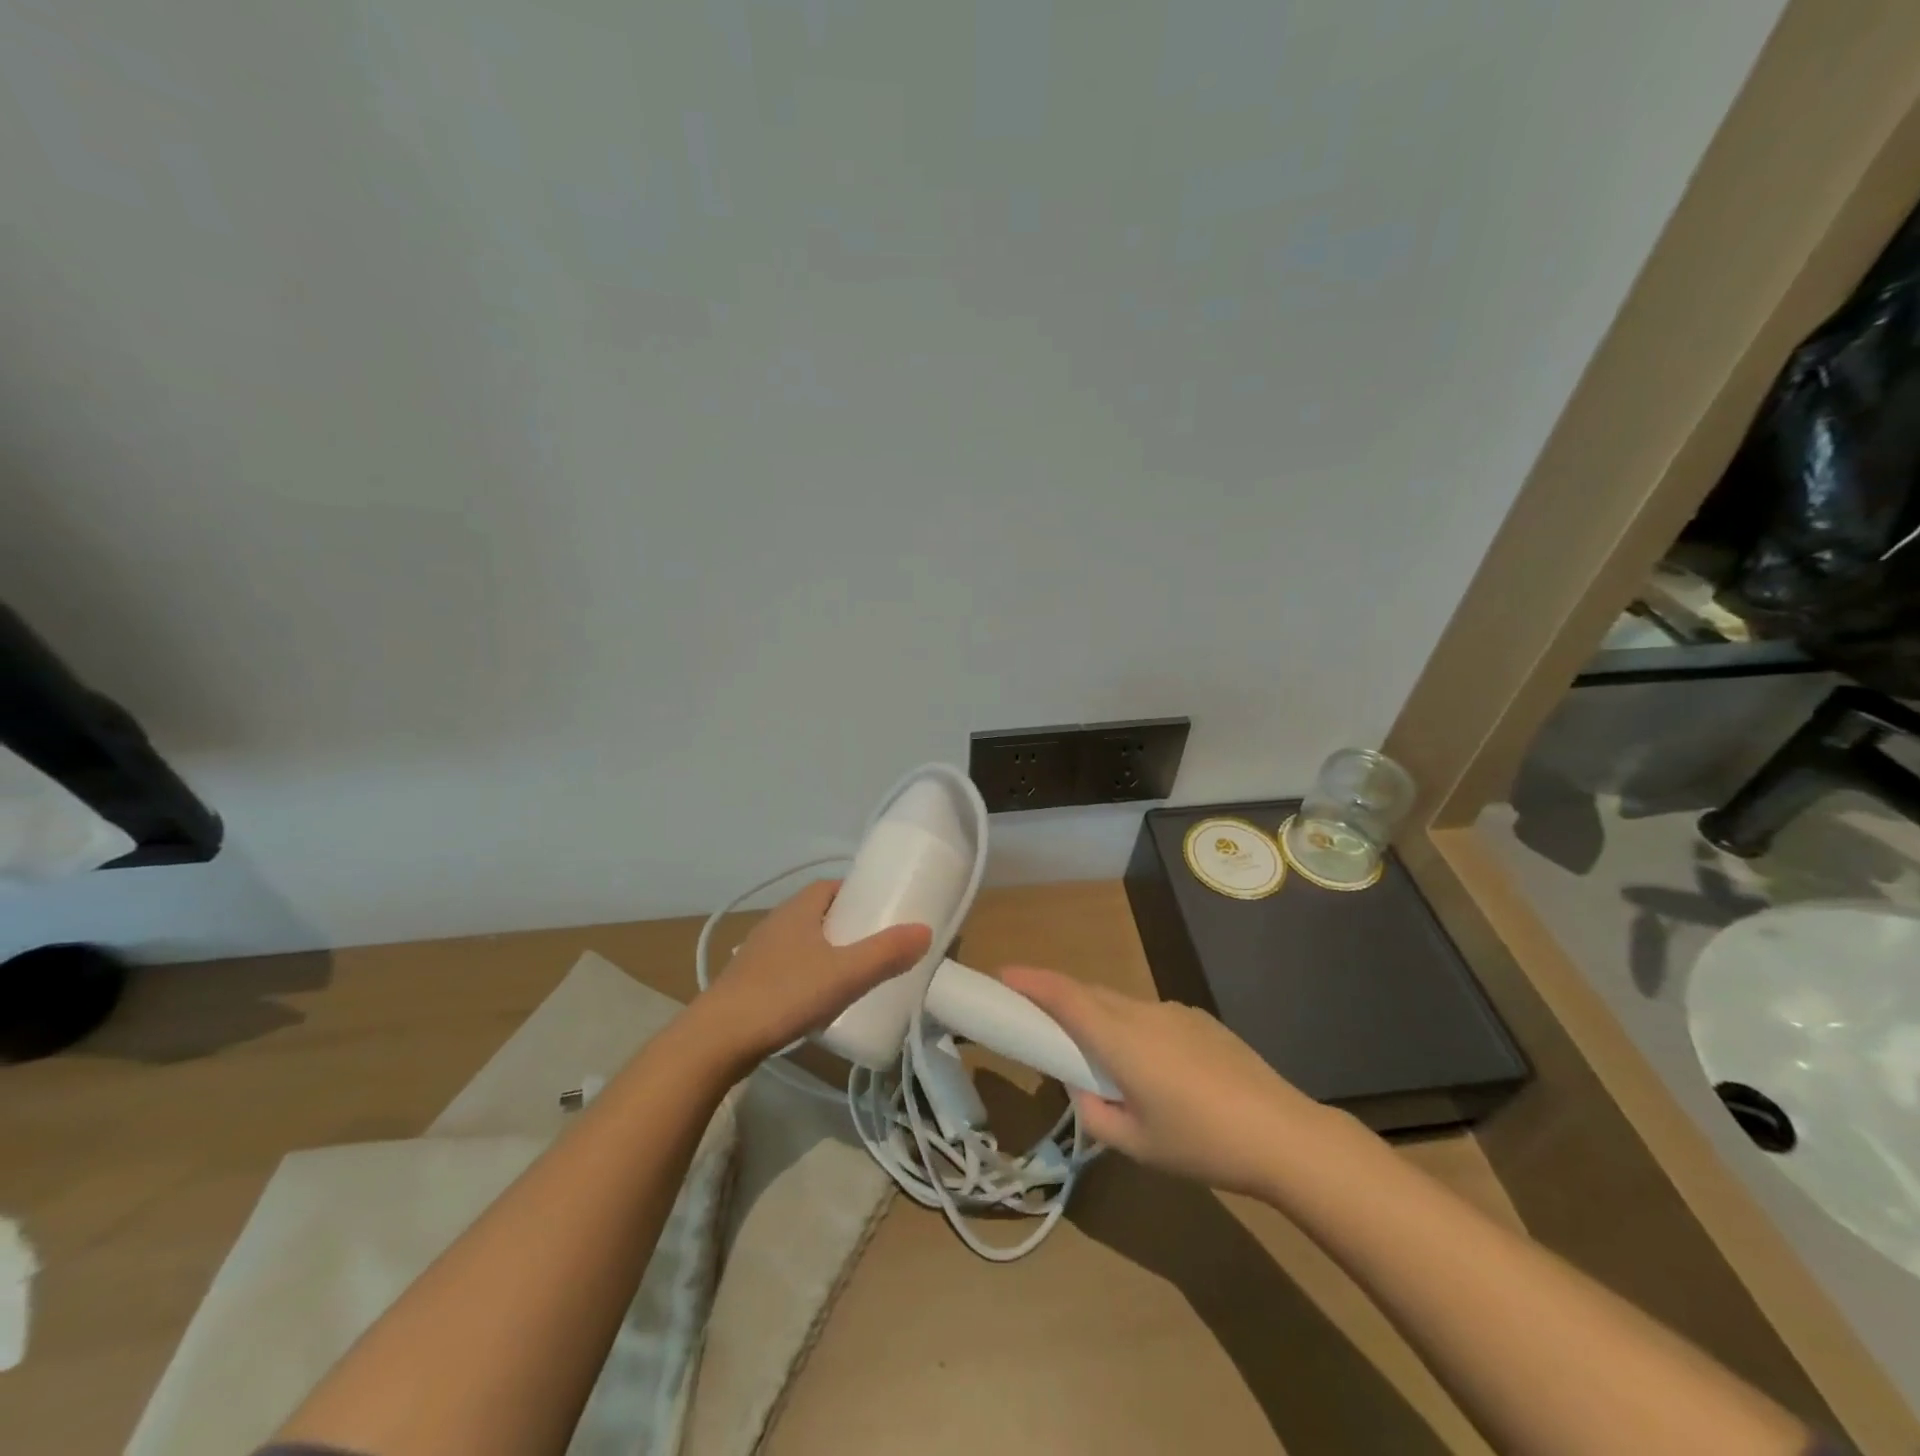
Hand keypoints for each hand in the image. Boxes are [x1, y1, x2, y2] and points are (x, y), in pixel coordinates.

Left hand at [695, 880, 932, 1066]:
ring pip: (802, 941)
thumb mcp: (845, 974)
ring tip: (853, 974)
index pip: (831, 887)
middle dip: (846, 925)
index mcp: (798, 910)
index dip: (857, 894)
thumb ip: (886, 953)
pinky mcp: (749, 982)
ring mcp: (758, 954)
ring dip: (826, 951)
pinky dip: (807, 974)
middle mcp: (776, 923)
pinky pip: (787, 967)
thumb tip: (925, 930)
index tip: (882, 911)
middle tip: (876, 945)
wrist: (718, 1039)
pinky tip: (818, 1000)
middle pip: (818, 913)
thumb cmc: (784, 994)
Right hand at [999, 966, 1325, 1194]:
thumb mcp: (1136, 1144)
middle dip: (1058, 998)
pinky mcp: (1201, 1021)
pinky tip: (1157, 1072)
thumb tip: (1082, 1090)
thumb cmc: (1201, 1143)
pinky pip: (1151, 1016)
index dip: (1031, 981)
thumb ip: (1094, 1114)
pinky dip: (1133, 1029)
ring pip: (1121, 1005)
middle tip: (1038, 1020)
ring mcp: (1175, 1013)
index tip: (1003, 974)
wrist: (1284, 1135)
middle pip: (1089, 994)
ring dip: (1099, 1018)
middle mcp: (1143, 1013)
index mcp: (1120, 1039)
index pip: (1065, 997)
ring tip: (1103, 1061)